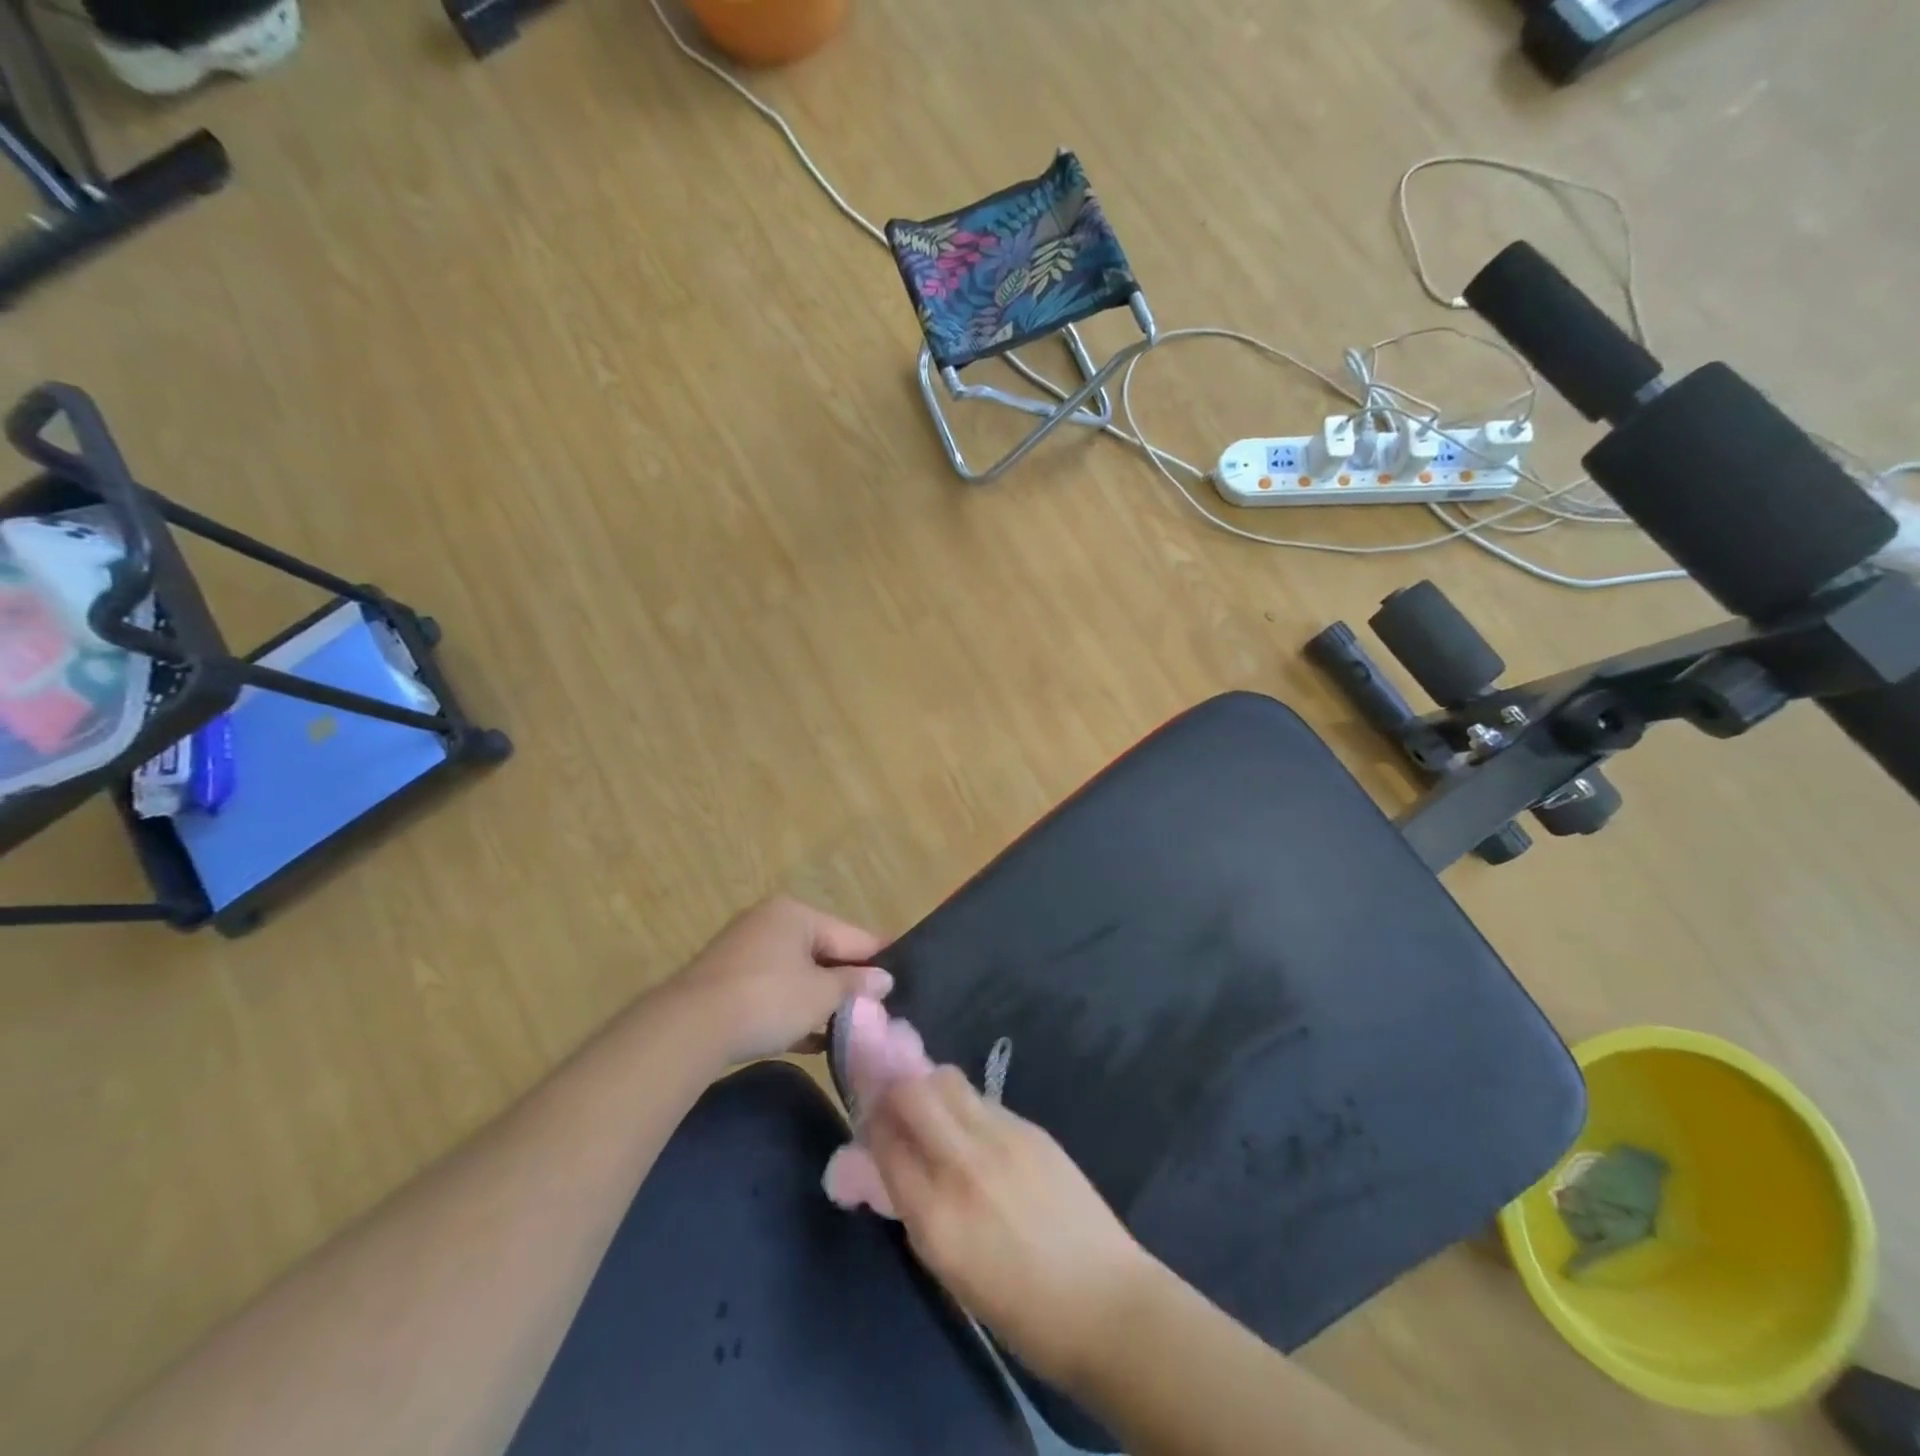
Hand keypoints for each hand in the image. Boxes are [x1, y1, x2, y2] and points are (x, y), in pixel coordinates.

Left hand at [667, 896, 891, 1064]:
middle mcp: (770, 922)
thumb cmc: (768, 1000)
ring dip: (821, 999)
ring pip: (798, 973)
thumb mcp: (821, 994)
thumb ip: (856, 984)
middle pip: (824, 951)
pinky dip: (794, 1010)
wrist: (689, 1029)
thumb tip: (884, 979)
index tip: (903, 975)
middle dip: (848, 981)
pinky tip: (813, 1040)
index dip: (878, 957)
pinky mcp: (729, 981)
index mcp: (796, 913)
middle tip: (877, 1008)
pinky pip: (774, 990)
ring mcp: (746, 951)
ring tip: (851, 1027)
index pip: (851, 934)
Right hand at [867, 1068, 1156, 1388]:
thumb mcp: (950, 1271)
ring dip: (928, 1087)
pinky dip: (964, 1104)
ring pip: (947, 1082)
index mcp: (936, 1216)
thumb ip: (915, 1210)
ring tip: (930, 1108)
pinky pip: (982, 1100)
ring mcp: (1001, 1139)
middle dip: (892, 1088)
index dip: (869, 1125)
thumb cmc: (1022, 1312)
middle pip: (911, 1093)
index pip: (884, 1143)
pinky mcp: (1031, 1128)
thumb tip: (885, 1168)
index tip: (866, 1120)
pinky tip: (971, 1128)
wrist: (1106, 1303)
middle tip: (891, 1100)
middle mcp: (963, 1165)